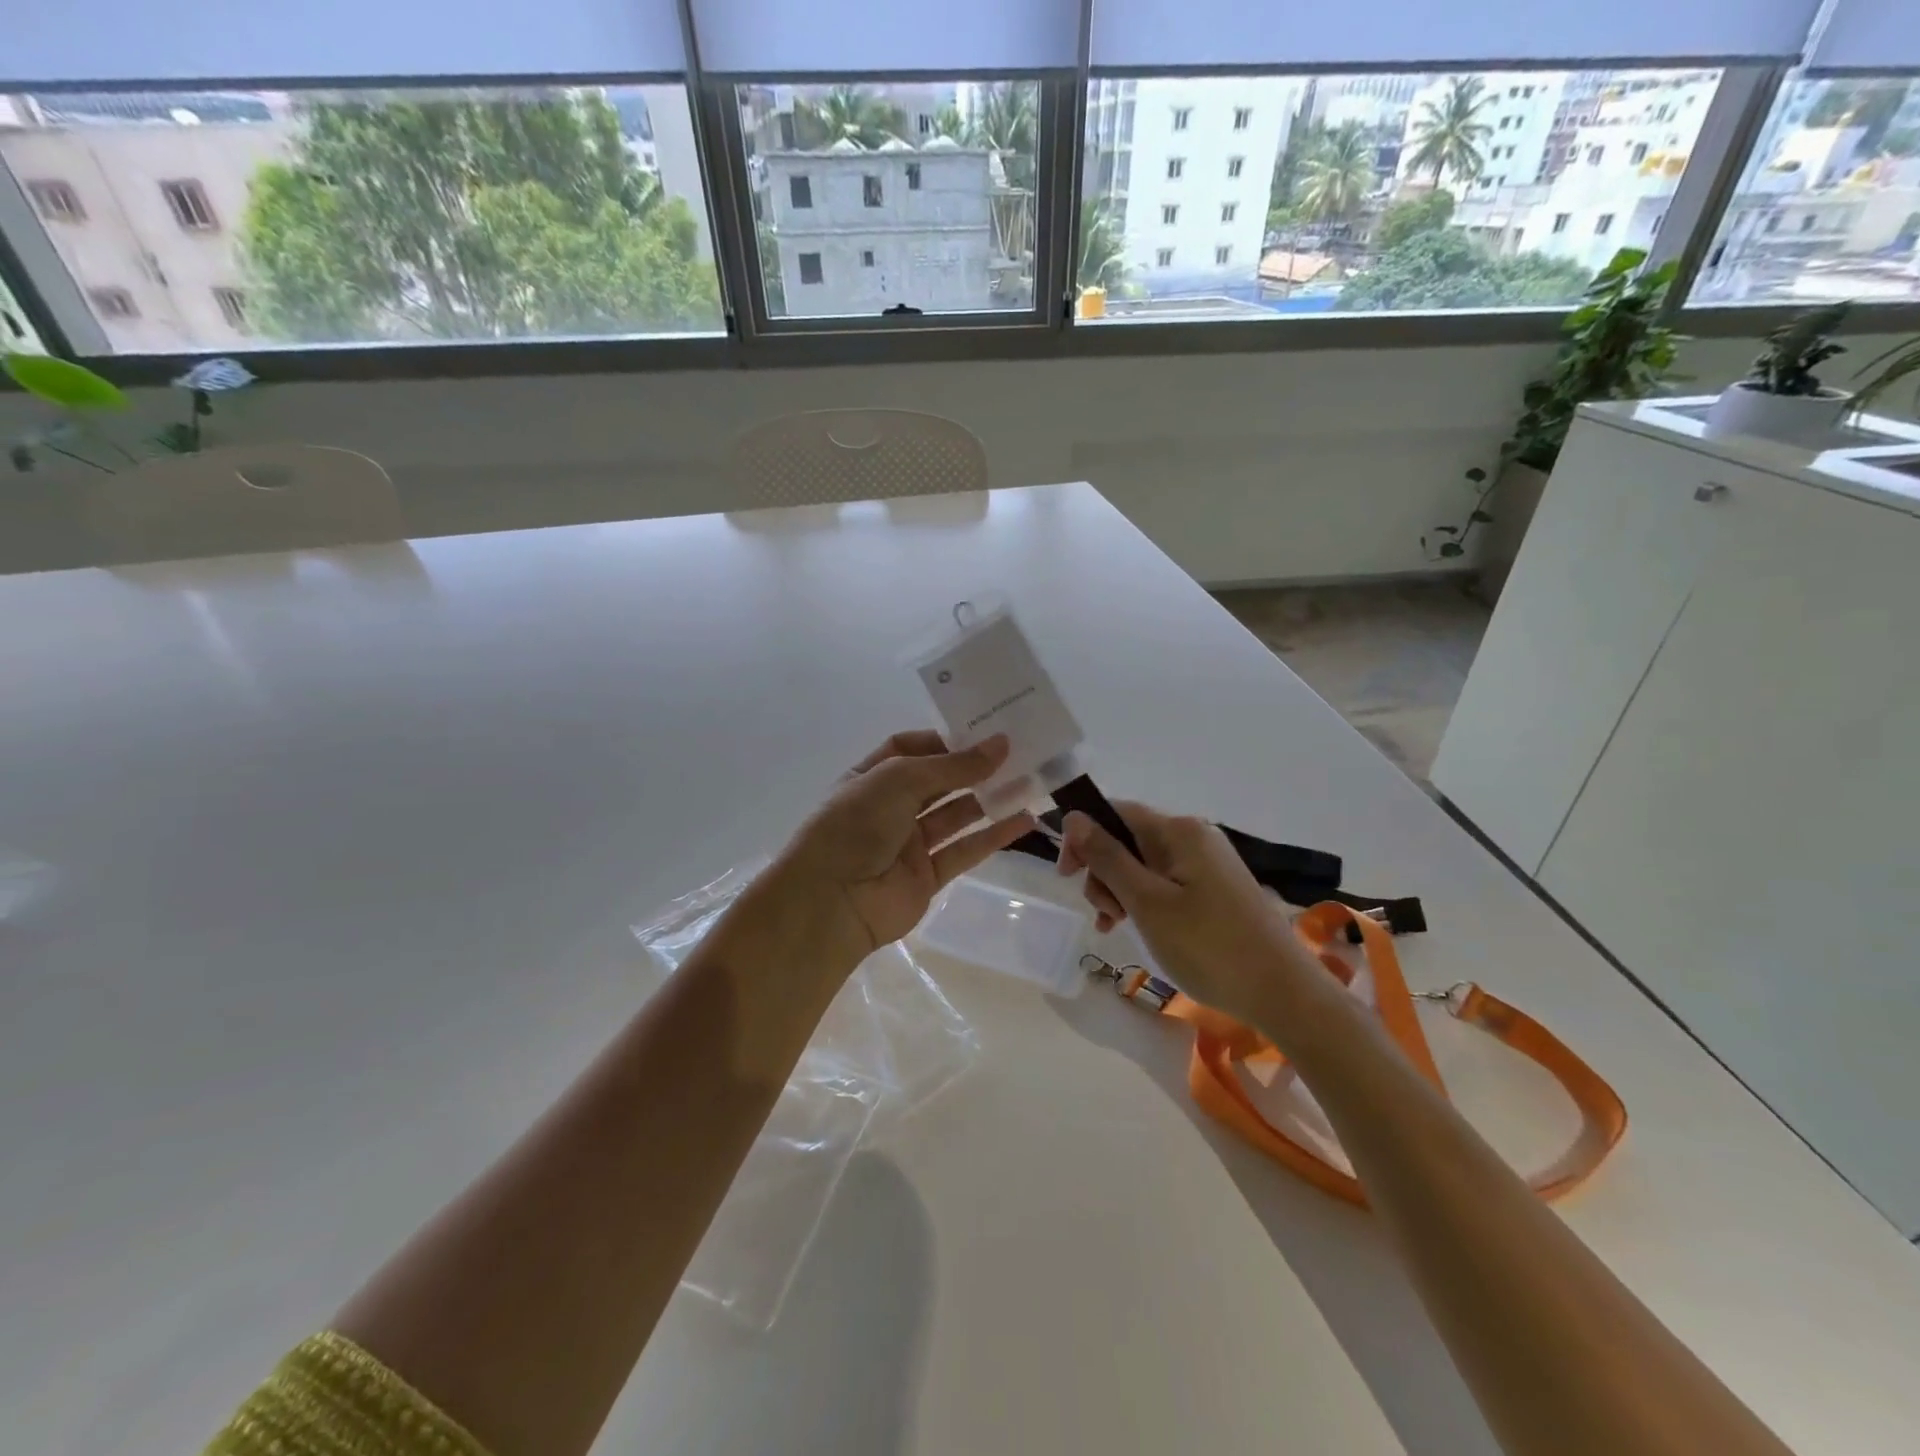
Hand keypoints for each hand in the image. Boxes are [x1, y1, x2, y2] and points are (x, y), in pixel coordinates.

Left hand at [766, 731, 1035, 967]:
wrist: (832, 901)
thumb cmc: (856, 824)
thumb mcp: (900, 779)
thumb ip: (954, 766)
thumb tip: (1001, 745)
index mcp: (871, 777)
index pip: (909, 748)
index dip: (944, 739)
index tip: (982, 732)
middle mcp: (889, 807)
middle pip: (938, 781)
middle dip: (973, 768)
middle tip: (1017, 753)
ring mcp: (908, 844)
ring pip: (956, 815)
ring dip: (989, 799)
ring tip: (1030, 781)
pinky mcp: (928, 876)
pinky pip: (965, 851)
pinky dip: (993, 836)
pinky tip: (1024, 820)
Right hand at [1057, 802, 1310, 1026]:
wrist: (1284, 993)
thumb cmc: (1209, 946)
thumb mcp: (1147, 902)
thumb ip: (1108, 857)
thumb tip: (1075, 817)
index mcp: (1179, 831)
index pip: (1115, 812)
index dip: (1084, 837)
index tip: (1066, 875)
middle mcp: (1195, 837)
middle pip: (1128, 839)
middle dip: (1104, 871)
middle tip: (1104, 914)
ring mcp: (1209, 863)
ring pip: (1144, 864)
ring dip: (1121, 890)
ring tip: (1117, 926)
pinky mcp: (1217, 889)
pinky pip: (1166, 883)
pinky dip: (1145, 901)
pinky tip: (1137, 928)